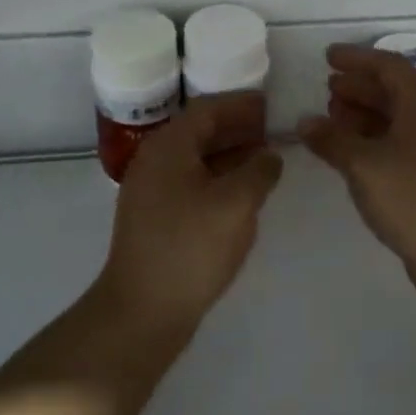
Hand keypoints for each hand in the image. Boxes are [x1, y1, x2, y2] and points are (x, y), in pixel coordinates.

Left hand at [98, 92, 283, 332]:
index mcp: (169, 147)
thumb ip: (259, 171)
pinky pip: (191, 183)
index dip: (240, 104)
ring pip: (195, 159)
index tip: (270, 104)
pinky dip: (218, 178)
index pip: (207, 109)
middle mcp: (155, 161)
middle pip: (199, 131)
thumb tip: (269, 155)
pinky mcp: (155, 219)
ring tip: (264, 158)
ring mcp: (151, 192)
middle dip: (236, 128)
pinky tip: (241, 193)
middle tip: (272, 129)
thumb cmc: (191, 247)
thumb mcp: (236, 204)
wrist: (143, 310)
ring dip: (229, 154)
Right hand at [299, 45, 415, 271]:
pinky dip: (370, 141)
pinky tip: (349, 154)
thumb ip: (332, 139)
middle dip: (359, 87)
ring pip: (395, 119)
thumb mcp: (364, 164)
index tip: (328, 58)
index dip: (358, 59)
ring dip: (363, 114)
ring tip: (331, 119)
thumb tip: (306, 122)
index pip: (390, 66)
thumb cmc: (413, 197)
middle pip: (394, 91)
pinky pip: (396, 144)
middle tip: (327, 89)